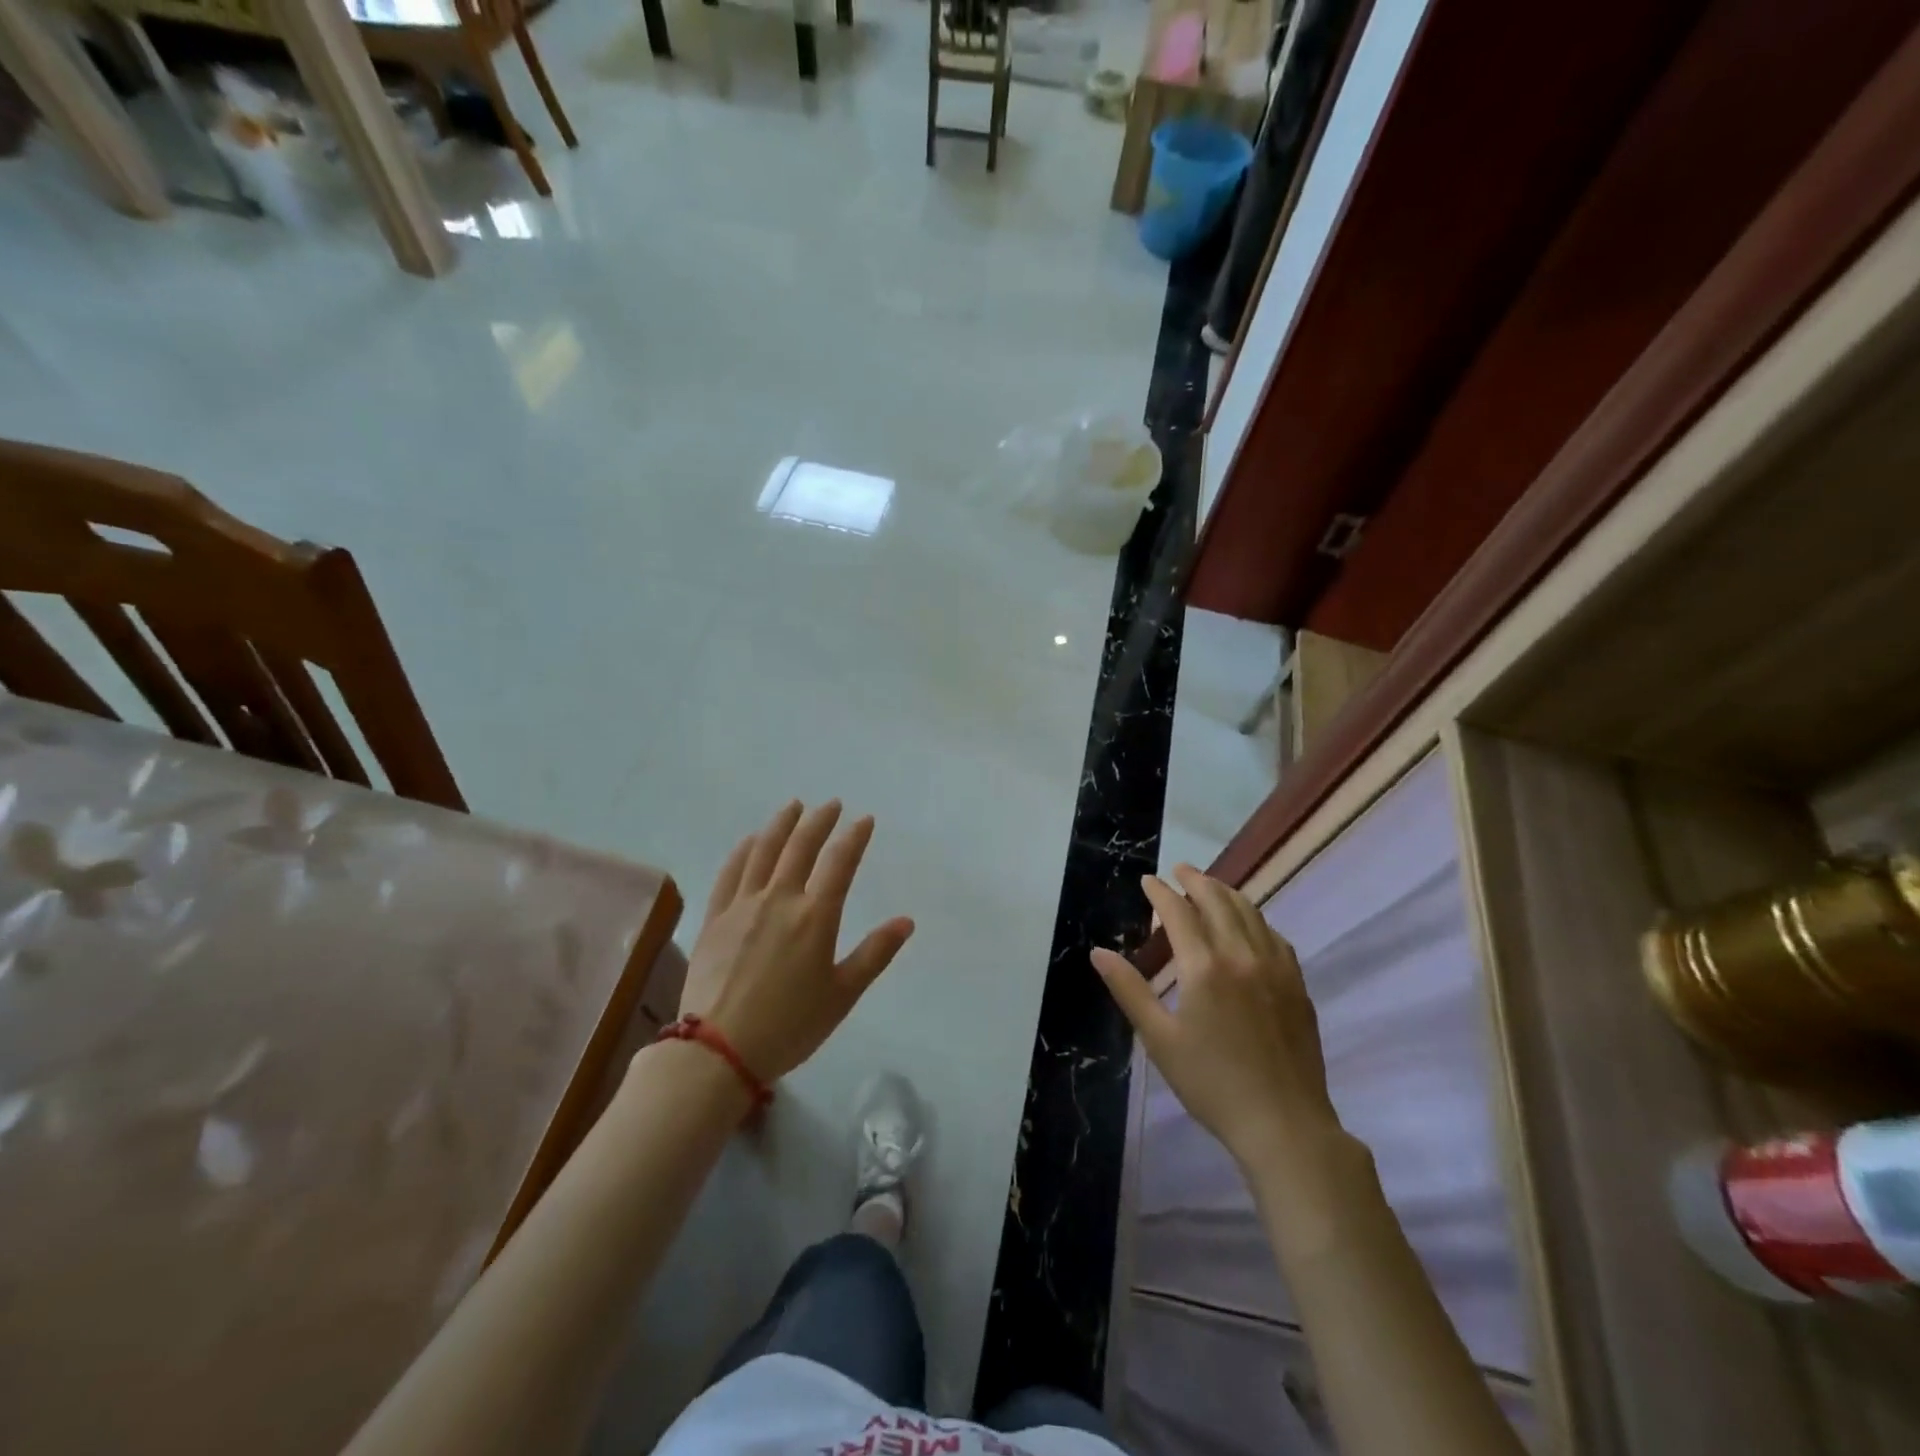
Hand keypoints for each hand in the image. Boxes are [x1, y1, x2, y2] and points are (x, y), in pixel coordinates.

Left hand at [680, 801, 914, 1082]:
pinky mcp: (715, 918)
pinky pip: (730, 872)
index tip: (865, 819)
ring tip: (793, 806)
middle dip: (819, 821)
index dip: (854, 837)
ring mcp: (742, 905)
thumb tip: (906, 921)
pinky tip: (751, 840)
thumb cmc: (789, 1026)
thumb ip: (874, 954)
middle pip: (800, 847)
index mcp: (815, 917)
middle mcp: (779, 899)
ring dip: (782, 824)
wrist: (717, 1050)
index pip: (840, 863)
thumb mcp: (842, 995)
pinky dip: (744, 849)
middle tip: (832, 804)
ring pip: (764, 851)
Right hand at [1092, 865, 1339, 1170]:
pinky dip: (1255, 918)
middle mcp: (1241, 955)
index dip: (1161, 892)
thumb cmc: (1211, 1083)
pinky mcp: (1296, 985)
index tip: (1148, 881)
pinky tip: (1249, 925)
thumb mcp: (1159, 1039)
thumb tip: (1098, 952)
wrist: (1284, 1124)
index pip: (1179, 912)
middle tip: (1179, 870)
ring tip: (1210, 886)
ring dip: (1227, 893)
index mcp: (1204, 967)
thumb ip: (1129, 989)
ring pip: (1250, 912)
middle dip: (1195, 880)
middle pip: (1218, 901)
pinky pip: (1274, 936)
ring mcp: (1275, 968)